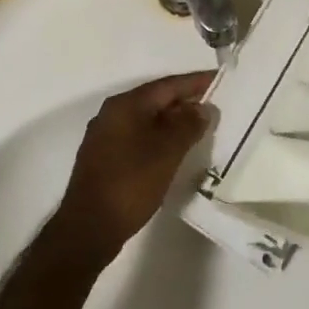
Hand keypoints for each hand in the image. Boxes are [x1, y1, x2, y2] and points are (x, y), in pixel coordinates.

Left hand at [58, 71, 215, 258]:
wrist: (88, 229)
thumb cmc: (130, 183)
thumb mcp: (167, 152)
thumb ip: (188, 125)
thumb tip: (202, 108)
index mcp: (125, 105)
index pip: (167, 85)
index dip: (195, 82)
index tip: (219, 80)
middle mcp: (112, 114)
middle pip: (155, 99)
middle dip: (185, 101)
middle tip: (214, 105)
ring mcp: (105, 137)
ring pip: (146, 120)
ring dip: (172, 121)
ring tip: (200, 127)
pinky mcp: (104, 158)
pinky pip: (138, 137)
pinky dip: (159, 138)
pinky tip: (174, 150)